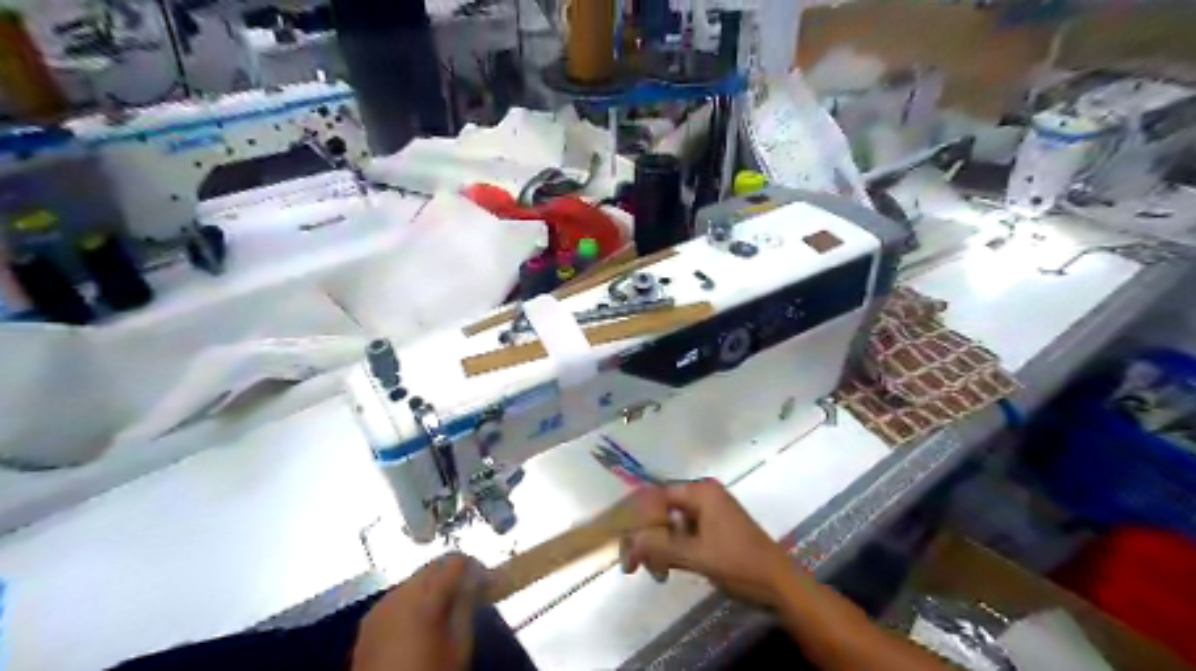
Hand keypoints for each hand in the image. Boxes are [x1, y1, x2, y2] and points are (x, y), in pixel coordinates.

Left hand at [351, 554, 486, 669]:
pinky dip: (413, 600)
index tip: (485, 581)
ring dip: (432, 586)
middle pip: (433, 567)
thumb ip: (468, 606)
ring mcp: (380, 606)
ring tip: (444, 609)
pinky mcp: (368, 622)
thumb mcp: (460, 645)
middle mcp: (400, 593)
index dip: (474, 566)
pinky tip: (419, 622)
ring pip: (414, 580)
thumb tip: (475, 581)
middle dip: (452, 574)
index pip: (455, 561)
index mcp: (425, 597)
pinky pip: (397, 597)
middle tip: (468, 593)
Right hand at [623, 480, 796, 604]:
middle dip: (645, 538)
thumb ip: (660, 545)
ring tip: (655, 574)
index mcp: (701, 492)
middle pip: (661, 511)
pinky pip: (682, 534)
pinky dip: (671, 551)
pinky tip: (665, 570)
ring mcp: (707, 513)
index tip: (623, 545)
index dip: (636, 520)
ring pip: (669, 525)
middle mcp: (702, 496)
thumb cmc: (739, 563)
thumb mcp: (697, 555)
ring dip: (657, 548)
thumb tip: (629, 540)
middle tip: (632, 566)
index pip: (656, 497)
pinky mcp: (711, 530)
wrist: (779, 584)